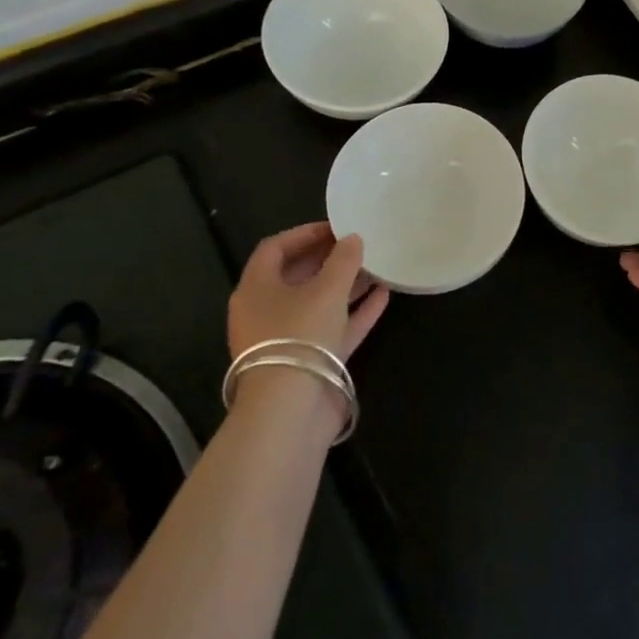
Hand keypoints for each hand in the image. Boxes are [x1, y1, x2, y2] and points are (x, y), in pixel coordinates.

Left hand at [229, 222, 388, 362]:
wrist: (290, 411)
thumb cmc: (300, 335)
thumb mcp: (326, 290)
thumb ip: (343, 260)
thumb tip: (353, 239)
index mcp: (255, 289)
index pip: (274, 249)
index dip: (304, 233)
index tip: (337, 227)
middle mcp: (265, 312)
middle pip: (297, 276)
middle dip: (328, 259)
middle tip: (359, 245)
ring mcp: (287, 339)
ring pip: (317, 303)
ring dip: (345, 285)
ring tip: (376, 267)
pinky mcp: (308, 362)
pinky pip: (333, 328)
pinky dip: (354, 312)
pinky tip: (383, 296)